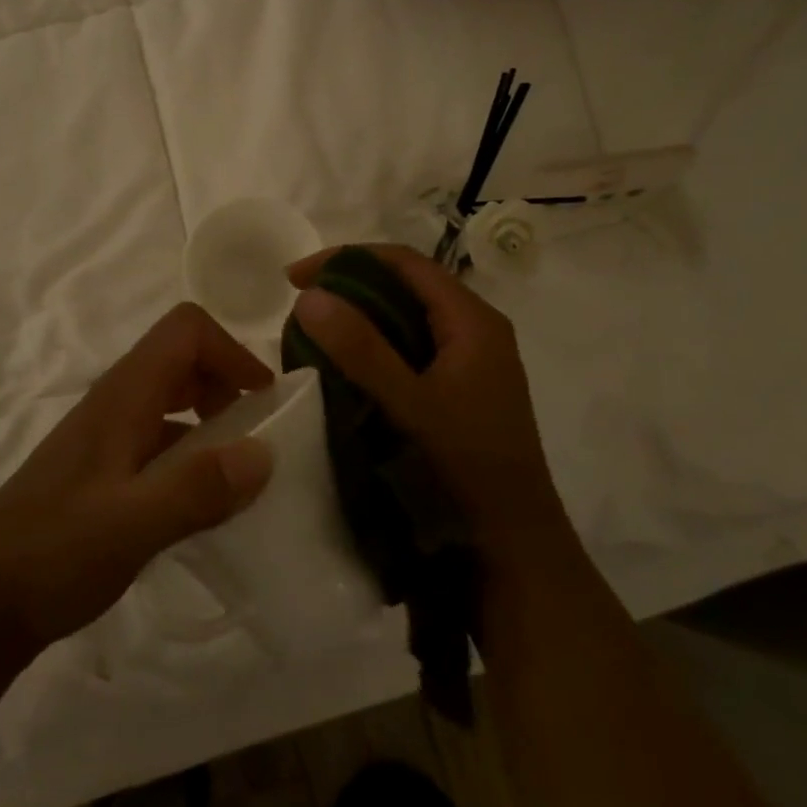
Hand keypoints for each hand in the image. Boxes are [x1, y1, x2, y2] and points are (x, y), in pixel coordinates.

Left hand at [0, 304, 275, 654]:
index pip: (184, 330)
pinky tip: (201, 503)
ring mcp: (106, 436)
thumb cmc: (53, 553)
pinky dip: (190, 453)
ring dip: (211, 419)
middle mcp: (115, 404)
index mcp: (123, 397)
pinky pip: (158, 439)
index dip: (231, 350)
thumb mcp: (131, 525)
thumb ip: (196, 487)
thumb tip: (265, 452)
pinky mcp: (103, 470)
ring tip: (239, 472)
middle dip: (227, 382)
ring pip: (171, 399)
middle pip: (181, 357)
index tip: (262, 402)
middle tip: (256, 435)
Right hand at [287, 244, 567, 551]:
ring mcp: (469, 364)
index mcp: (473, 322)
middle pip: (405, 287)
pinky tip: (343, 371)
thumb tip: (308, 295)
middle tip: (299, 307)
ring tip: (312, 335)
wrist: (512, 547)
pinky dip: (372, 350)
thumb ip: (361, 350)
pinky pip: (408, 352)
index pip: (405, 263)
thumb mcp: (411, 405)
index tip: (295, 277)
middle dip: (349, 288)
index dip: (347, 258)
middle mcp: (475, 332)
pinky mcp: (459, 392)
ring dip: (359, 320)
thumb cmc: (467, 470)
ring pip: (406, 320)